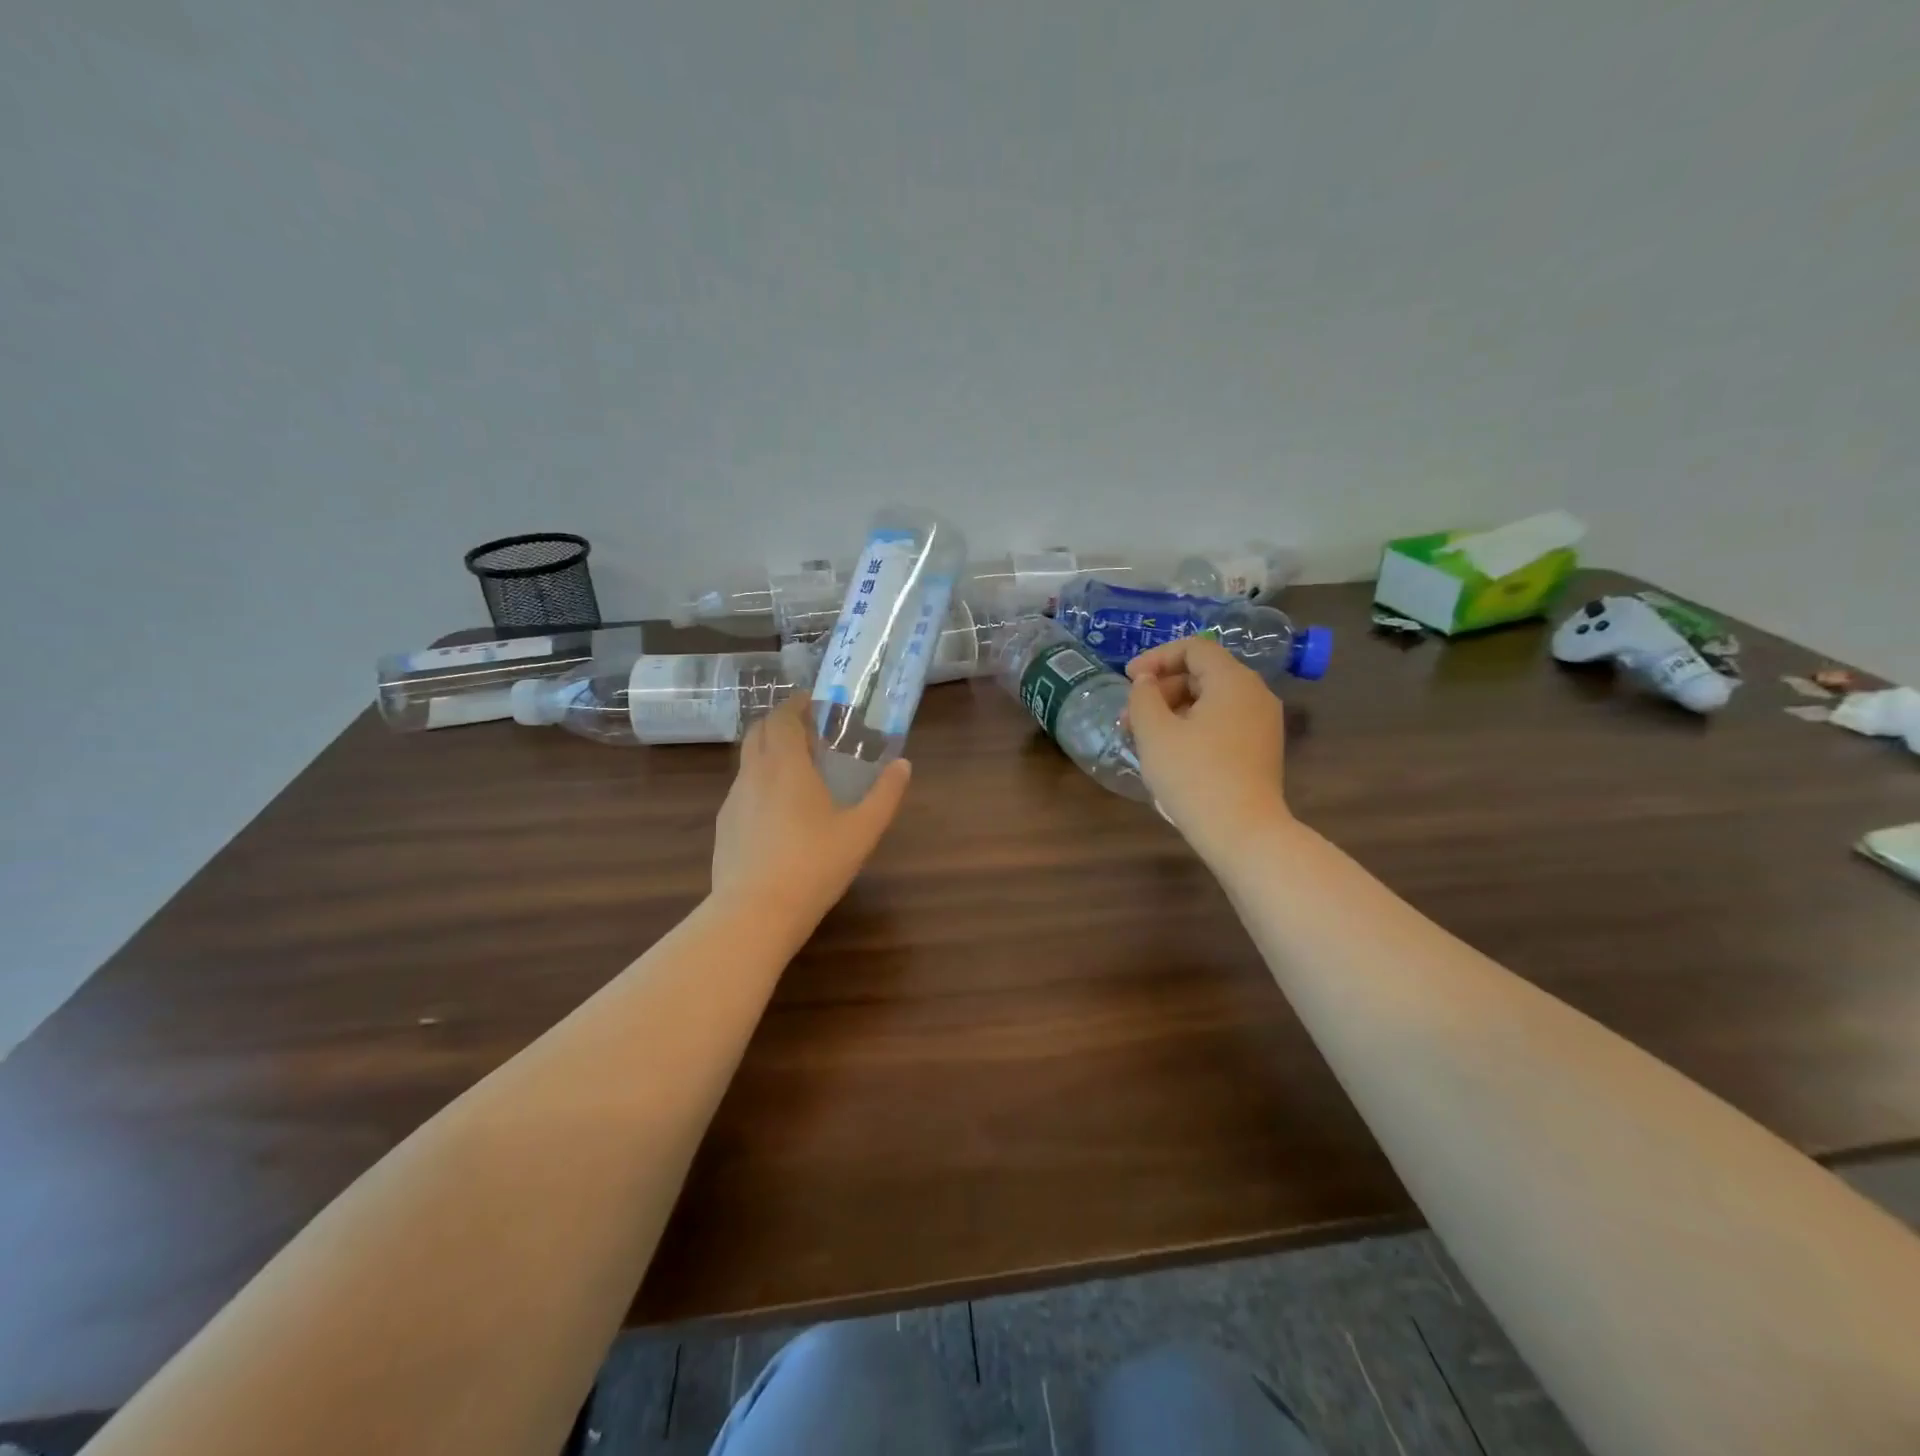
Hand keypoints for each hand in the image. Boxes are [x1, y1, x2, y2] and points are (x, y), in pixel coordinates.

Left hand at [711, 696, 912, 926]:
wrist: (755, 913)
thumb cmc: (814, 865)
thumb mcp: (862, 831)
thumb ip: (886, 795)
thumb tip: (904, 765)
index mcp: (786, 765)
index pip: (783, 717)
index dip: (797, 704)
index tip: (815, 704)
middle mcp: (753, 774)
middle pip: (759, 732)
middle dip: (782, 723)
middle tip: (810, 733)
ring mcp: (733, 801)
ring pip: (748, 761)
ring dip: (769, 753)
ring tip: (797, 772)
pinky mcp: (724, 827)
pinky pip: (742, 790)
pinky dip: (760, 783)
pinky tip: (778, 813)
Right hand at [1126, 635, 1290, 858]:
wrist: (1242, 832)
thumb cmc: (1194, 775)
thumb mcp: (1155, 732)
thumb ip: (1143, 696)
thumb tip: (1146, 682)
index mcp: (1233, 681)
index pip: (1194, 648)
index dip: (1156, 657)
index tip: (1128, 679)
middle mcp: (1255, 695)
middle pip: (1202, 674)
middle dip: (1160, 690)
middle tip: (1128, 717)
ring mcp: (1262, 724)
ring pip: (1210, 702)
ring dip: (1172, 711)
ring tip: (1142, 738)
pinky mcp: (1260, 750)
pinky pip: (1221, 724)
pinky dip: (1192, 727)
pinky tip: (1169, 753)